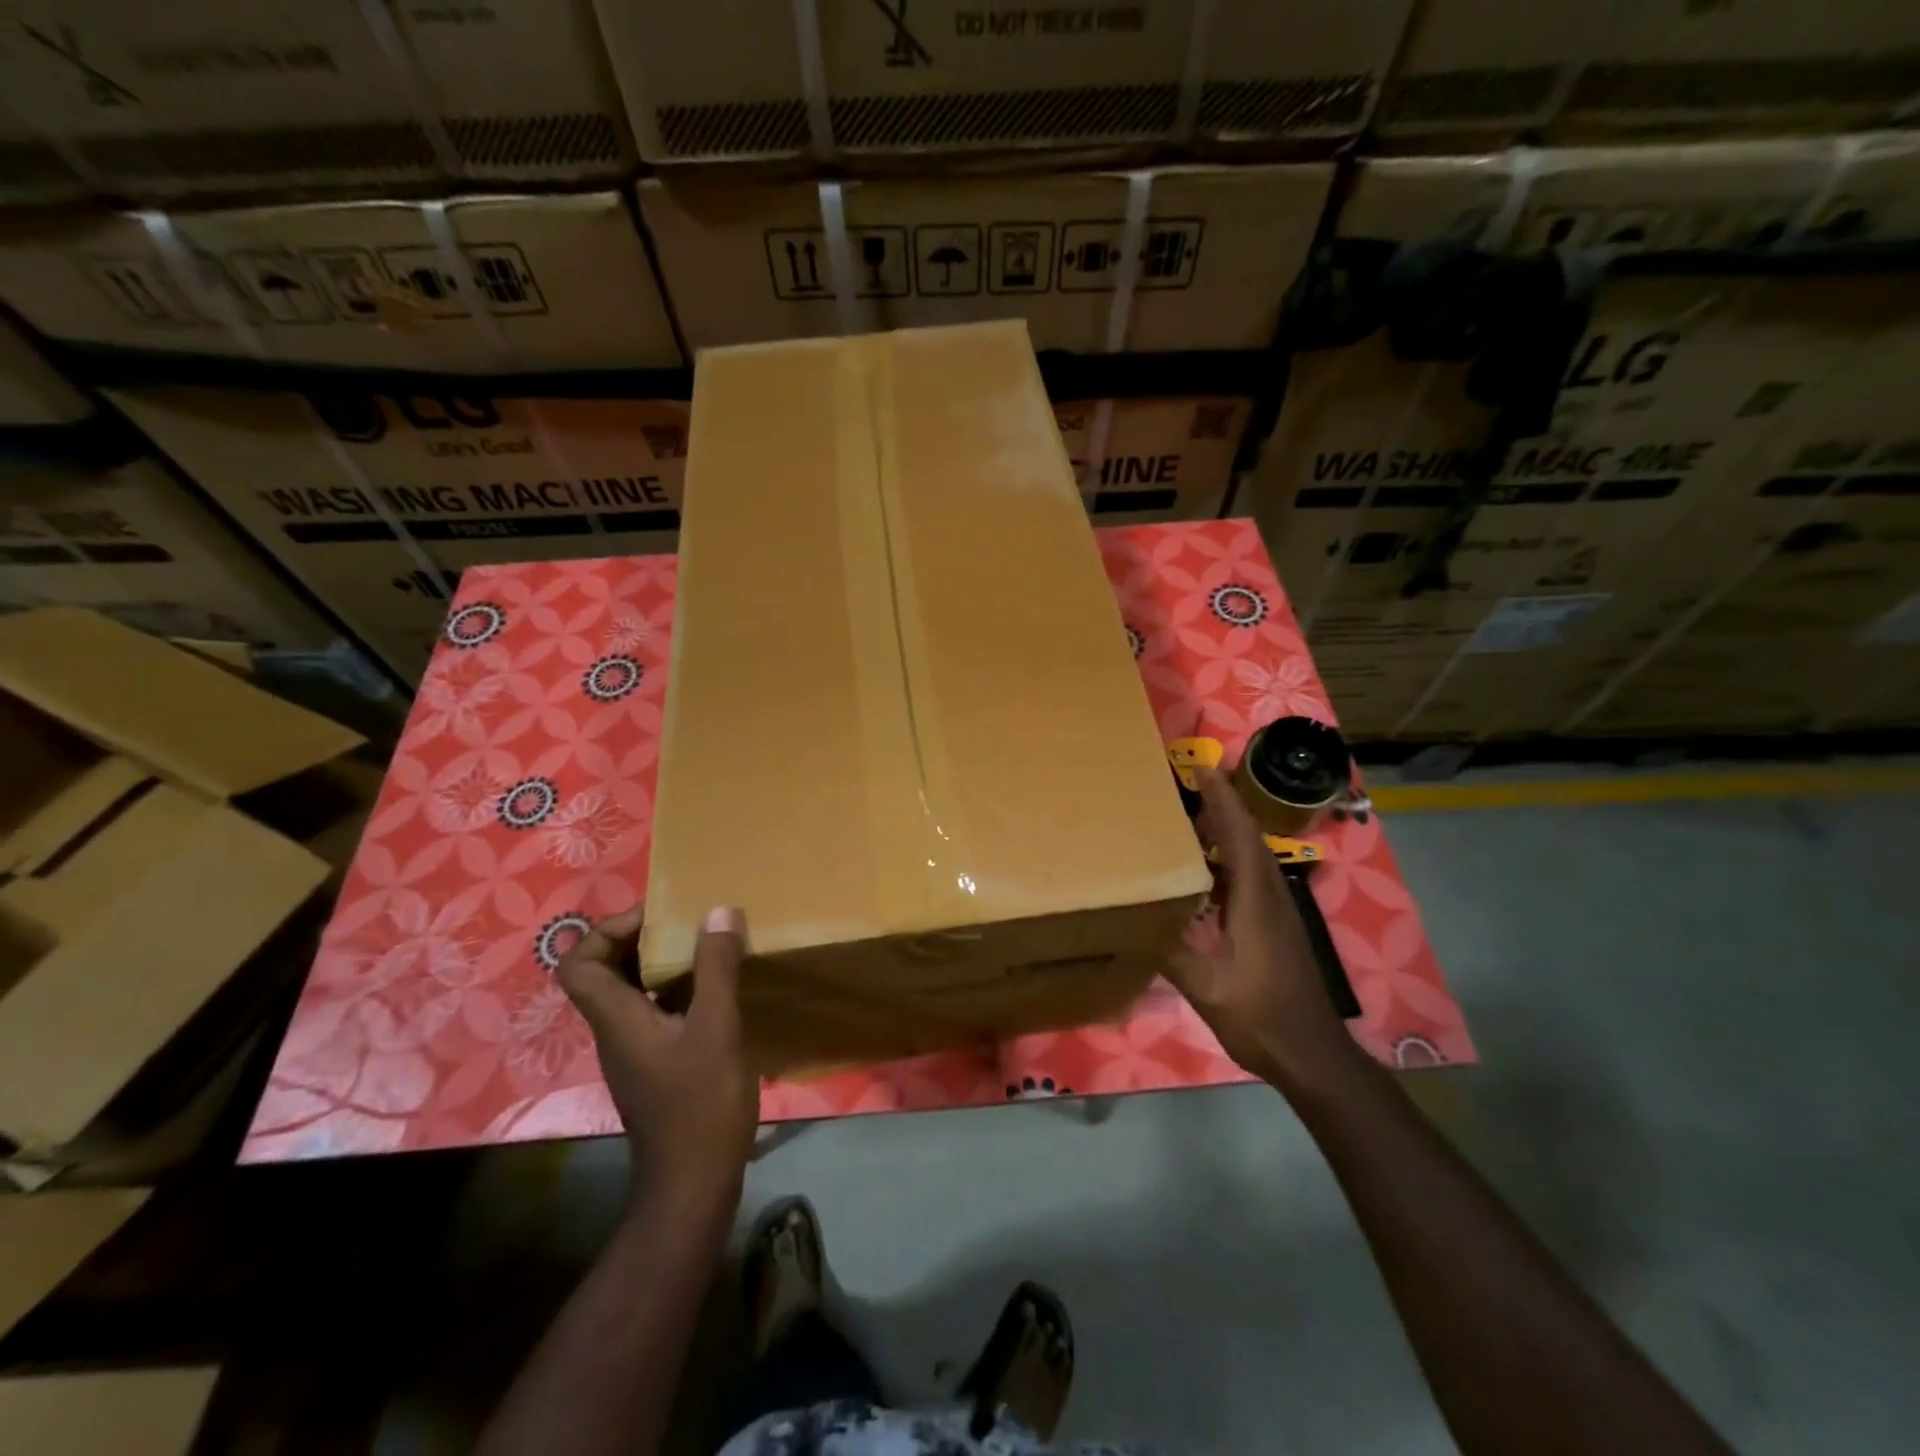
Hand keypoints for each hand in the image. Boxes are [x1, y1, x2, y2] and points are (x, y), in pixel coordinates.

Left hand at [558, 904, 759, 1205]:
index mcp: (617, 1019)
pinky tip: (715, 991)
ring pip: (631, 992)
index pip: (577, 965)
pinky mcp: (654, 1065)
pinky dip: (676, 990)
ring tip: (706, 948)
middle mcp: (615, 1031)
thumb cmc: (700, 1103)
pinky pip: (653, 1011)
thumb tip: (718, 910)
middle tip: (686, 924)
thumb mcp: (716, 1028)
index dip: (606, 931)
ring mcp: (634, 1051)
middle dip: (640, 939)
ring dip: (661, 963)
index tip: (655, 917)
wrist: (694, 1184)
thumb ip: (717, 968)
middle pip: (603, 972)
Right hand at [1168, 768, 1356, 1090]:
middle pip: (1248, 837)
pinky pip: (1250, 876)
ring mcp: (1277, 911)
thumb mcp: (1205, 986)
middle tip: (1187, 783)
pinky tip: (1204, 870)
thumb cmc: (1260, 1015)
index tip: (1202, 767)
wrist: (1311, 1053)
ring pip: (1251, 856)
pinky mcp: (1276, 926)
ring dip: (1226, 829)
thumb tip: (1133, 916)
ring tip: (1191, 816)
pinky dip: (1228, 857)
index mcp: (1255, 900)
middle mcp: (1270, 895)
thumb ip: (1170, 949)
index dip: (1222, 799)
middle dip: (1222, 804)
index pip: (1239, 834)